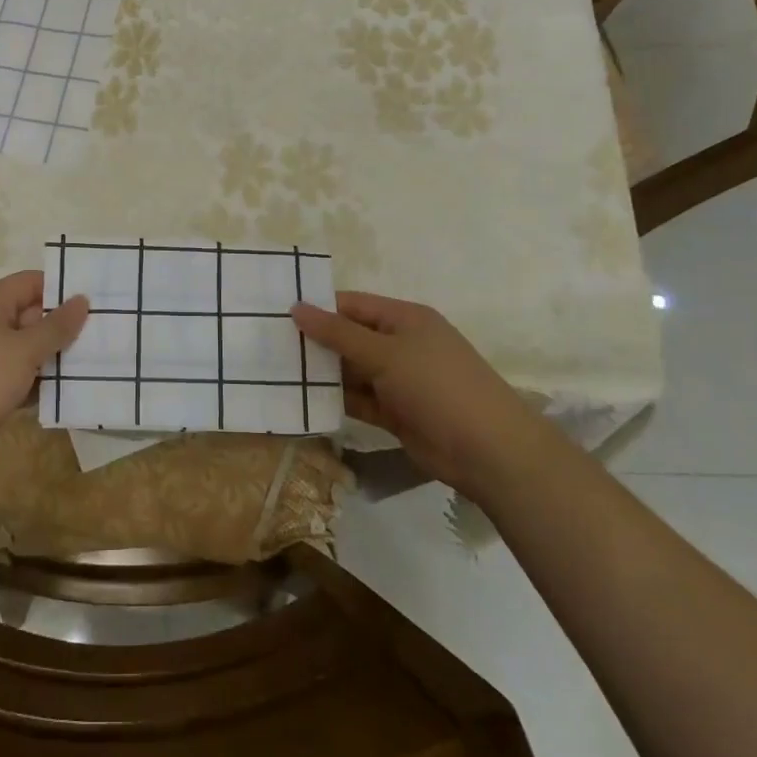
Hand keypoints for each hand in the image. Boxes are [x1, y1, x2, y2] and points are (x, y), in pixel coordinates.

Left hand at [0, 270, 88, 479]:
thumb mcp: (23, 349)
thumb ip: (56, 326)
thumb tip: (82, 299)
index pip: (29, 283)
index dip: (60, 288)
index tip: (95, 298)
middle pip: (31, 316)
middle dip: (64, 326)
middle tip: (105, 332)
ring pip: (28, 350)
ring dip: (56, 357)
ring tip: (98, 361)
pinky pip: (22, 377)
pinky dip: (42, 382)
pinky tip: (72, 390)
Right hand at [291, 291, 549, 497]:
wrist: (488, 451)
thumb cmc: (437, 386)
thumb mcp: (385, 353)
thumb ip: (338, 333)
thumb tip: (297, 307)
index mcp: (405, 319)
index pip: (352, 305)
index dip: (318, 308)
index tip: (277, 315)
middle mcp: (401, 345)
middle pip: (349, 337)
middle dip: (315, 342)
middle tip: (268, 345)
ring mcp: (399, 380)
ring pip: (352, 370)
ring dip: (322, 373)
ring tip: (276, 373)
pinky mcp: (396, 412)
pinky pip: (359, 400)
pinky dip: (336, 400)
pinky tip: (302, 401)